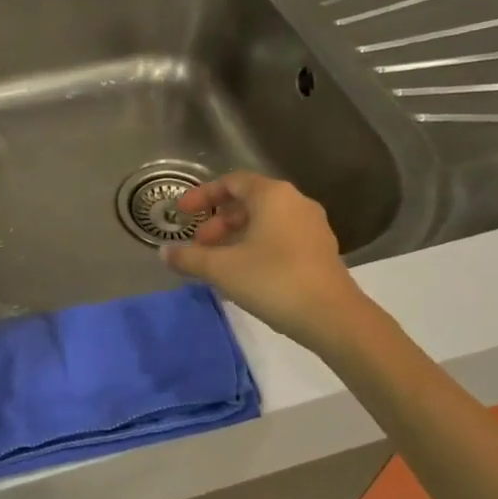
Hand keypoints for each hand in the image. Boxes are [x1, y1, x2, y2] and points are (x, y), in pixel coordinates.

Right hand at [161, 172, 362, 349]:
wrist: (332, 316)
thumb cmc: (272, 280)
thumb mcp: (221, 268)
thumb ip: (189, 257)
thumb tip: (165, 252)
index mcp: (273, 195)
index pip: (232, 182)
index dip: (202, 195)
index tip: (182, 213)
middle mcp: (295, 203)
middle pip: (249, 202)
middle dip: (218, 221)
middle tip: (199, 244)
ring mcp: (312, 227)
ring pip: (265, 222)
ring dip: (236, 236)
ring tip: (217, 262)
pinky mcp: (320, 251)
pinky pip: (280, 238)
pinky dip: (256, 247)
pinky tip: (244, 273)